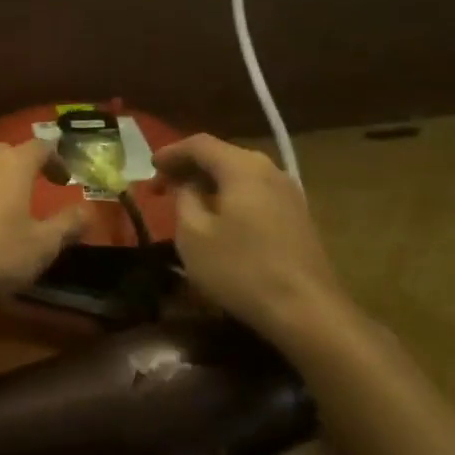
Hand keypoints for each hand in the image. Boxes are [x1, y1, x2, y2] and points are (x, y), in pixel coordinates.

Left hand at [0, 139, 86, 309]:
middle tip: (36, 191)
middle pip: (8, 153)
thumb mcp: (41, 246)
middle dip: (25, 168)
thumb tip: (87, 210)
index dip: (57, 159)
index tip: (65, 178)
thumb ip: (67, 225)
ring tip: (5, 207)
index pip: (42, 146)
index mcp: (12, 163)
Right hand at [155, 134, 358, 356]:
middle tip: (164, 186)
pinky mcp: (297, 217)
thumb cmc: (240, 269)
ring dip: (210, 183)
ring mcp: (289, 194)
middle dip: (190, 167)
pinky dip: (230, 197)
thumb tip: (188, 184)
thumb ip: (184, 199)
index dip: (170, 152)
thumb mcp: (193, 234)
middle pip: (223, 156)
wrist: (306, 310)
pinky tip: (219, 219)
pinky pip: (255, 194)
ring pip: (240, 176)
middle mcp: (270, 170)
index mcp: (242, 168)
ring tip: (187, 202)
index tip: (148, 168)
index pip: (200, 144)